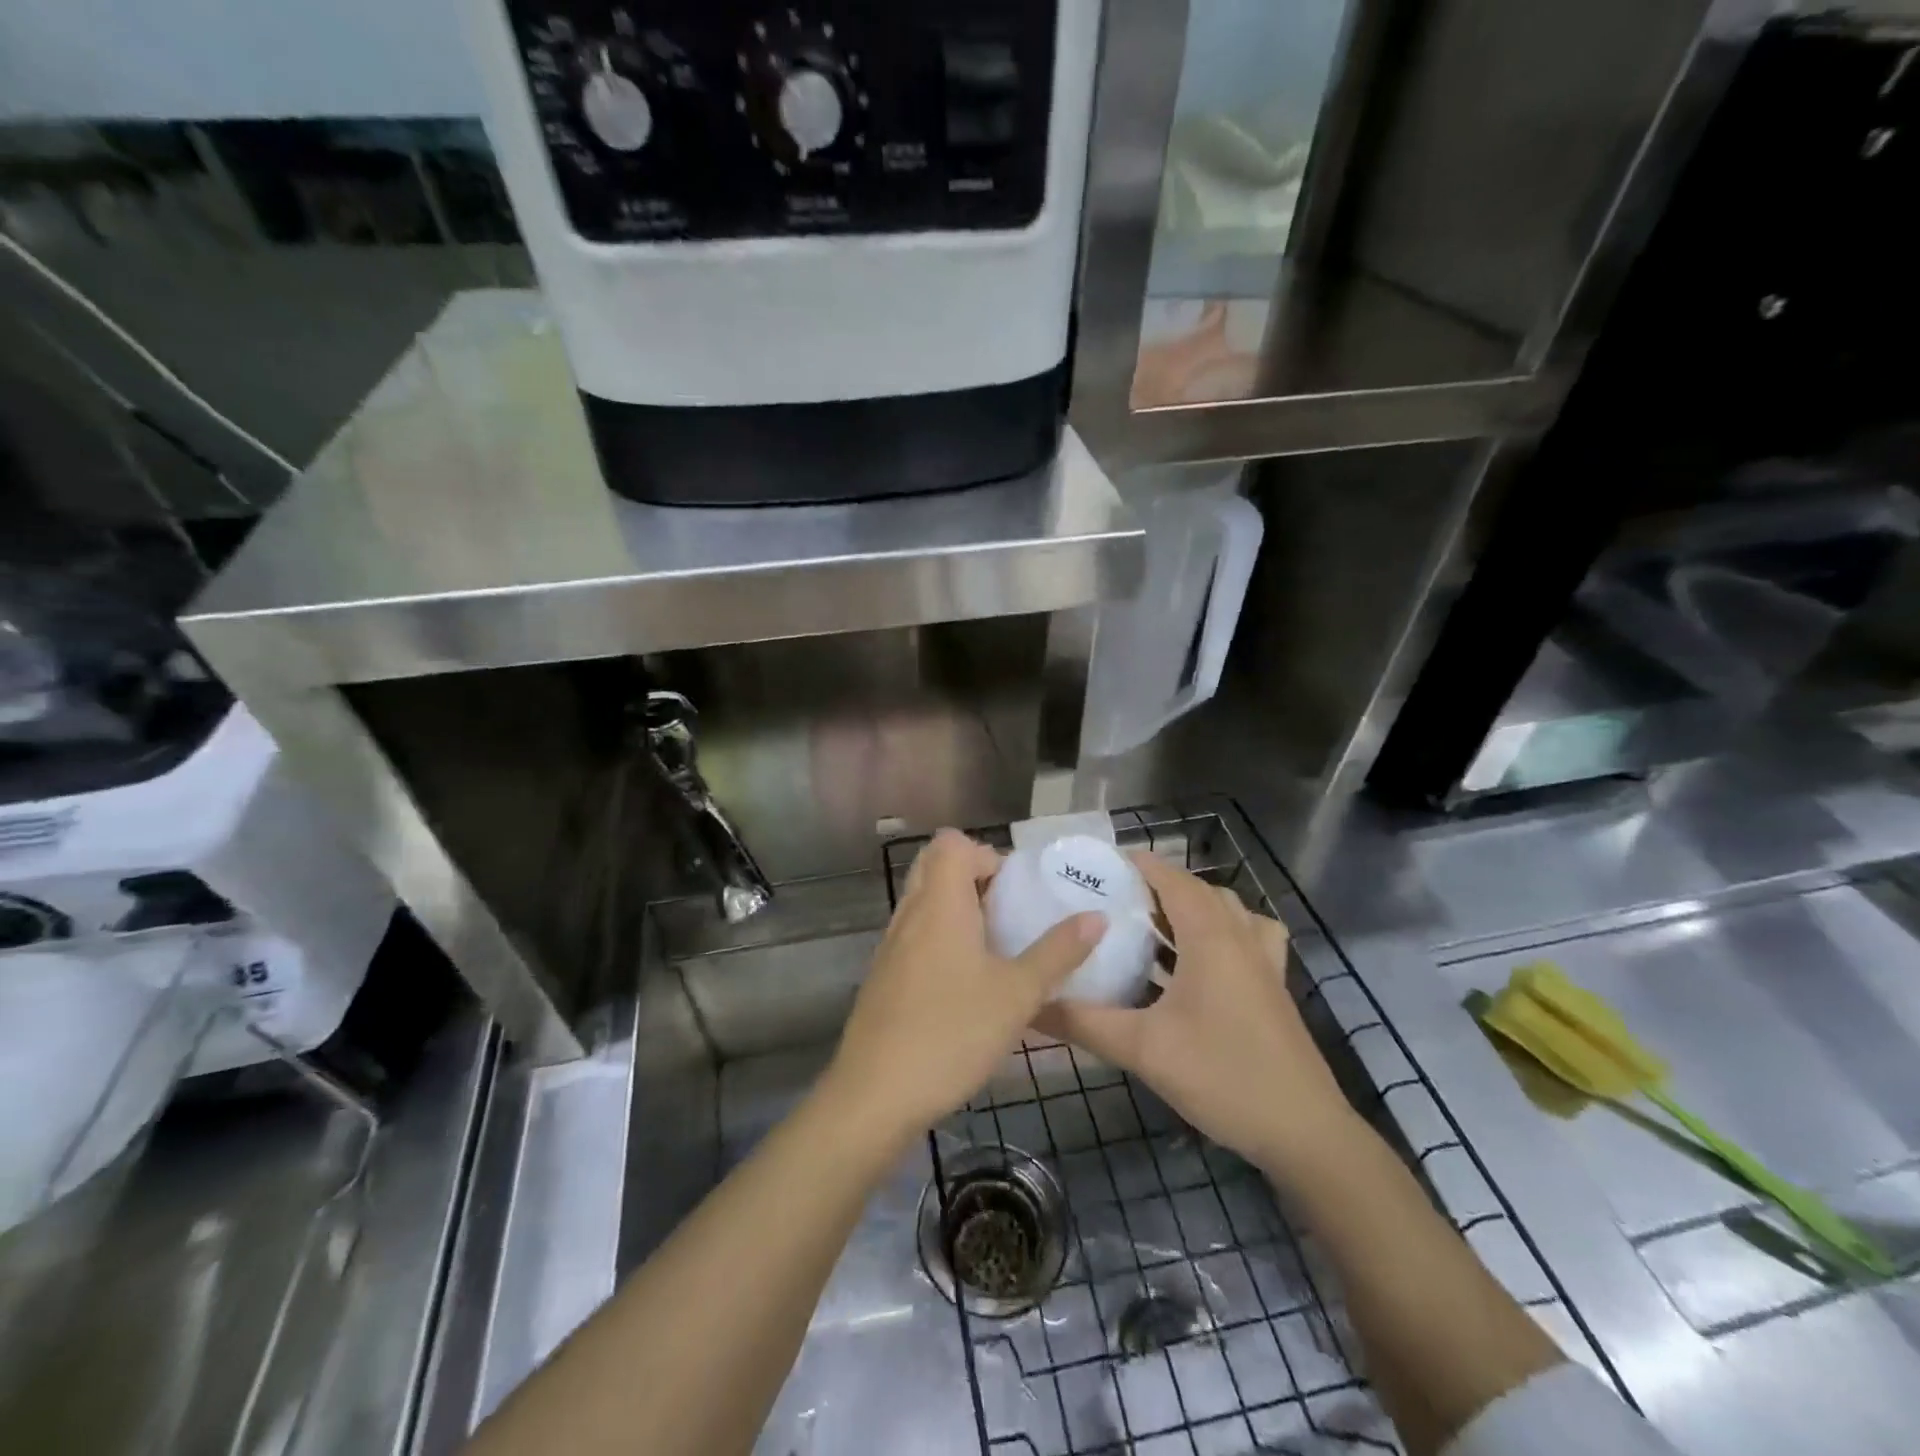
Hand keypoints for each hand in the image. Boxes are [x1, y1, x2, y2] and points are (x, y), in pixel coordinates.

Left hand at [824, 829, 1101, 1144]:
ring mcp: (890, 945)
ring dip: (956, 909)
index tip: (1015, 893)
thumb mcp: (1017, 995)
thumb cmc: (952, 1034)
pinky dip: (939, 938)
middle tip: (1006, 914)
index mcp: (940, 903)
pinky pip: (913, 934)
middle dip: (973, 879)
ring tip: (994, 949)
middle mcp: (910, 913)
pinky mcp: (882, 976)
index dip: (986, 856)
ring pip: (923, 902)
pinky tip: (965, 984)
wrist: (875, 1095)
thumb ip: (1058, 952)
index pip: (953, 844)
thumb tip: (1096, 917)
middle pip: (934, 865)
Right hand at [1036, 851, 1358, 1182]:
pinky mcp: (1273, 985)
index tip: (1096, 867)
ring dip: (1189, 907)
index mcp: (1210, 936)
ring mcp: (1263, 960)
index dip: (1136, 864)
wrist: (1303, 1130)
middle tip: (1112, 900)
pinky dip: (1220, 931)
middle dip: (1156, 886)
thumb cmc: (1222, 1075)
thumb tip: (1029, 1006)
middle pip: (1197, 890)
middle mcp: (1240, 936)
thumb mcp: (1142, 1049)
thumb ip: (1083, 1022)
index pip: (1170, 878)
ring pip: (1225, 910)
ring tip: (1150, 926)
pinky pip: (1247, 936)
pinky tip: (1198, 962)